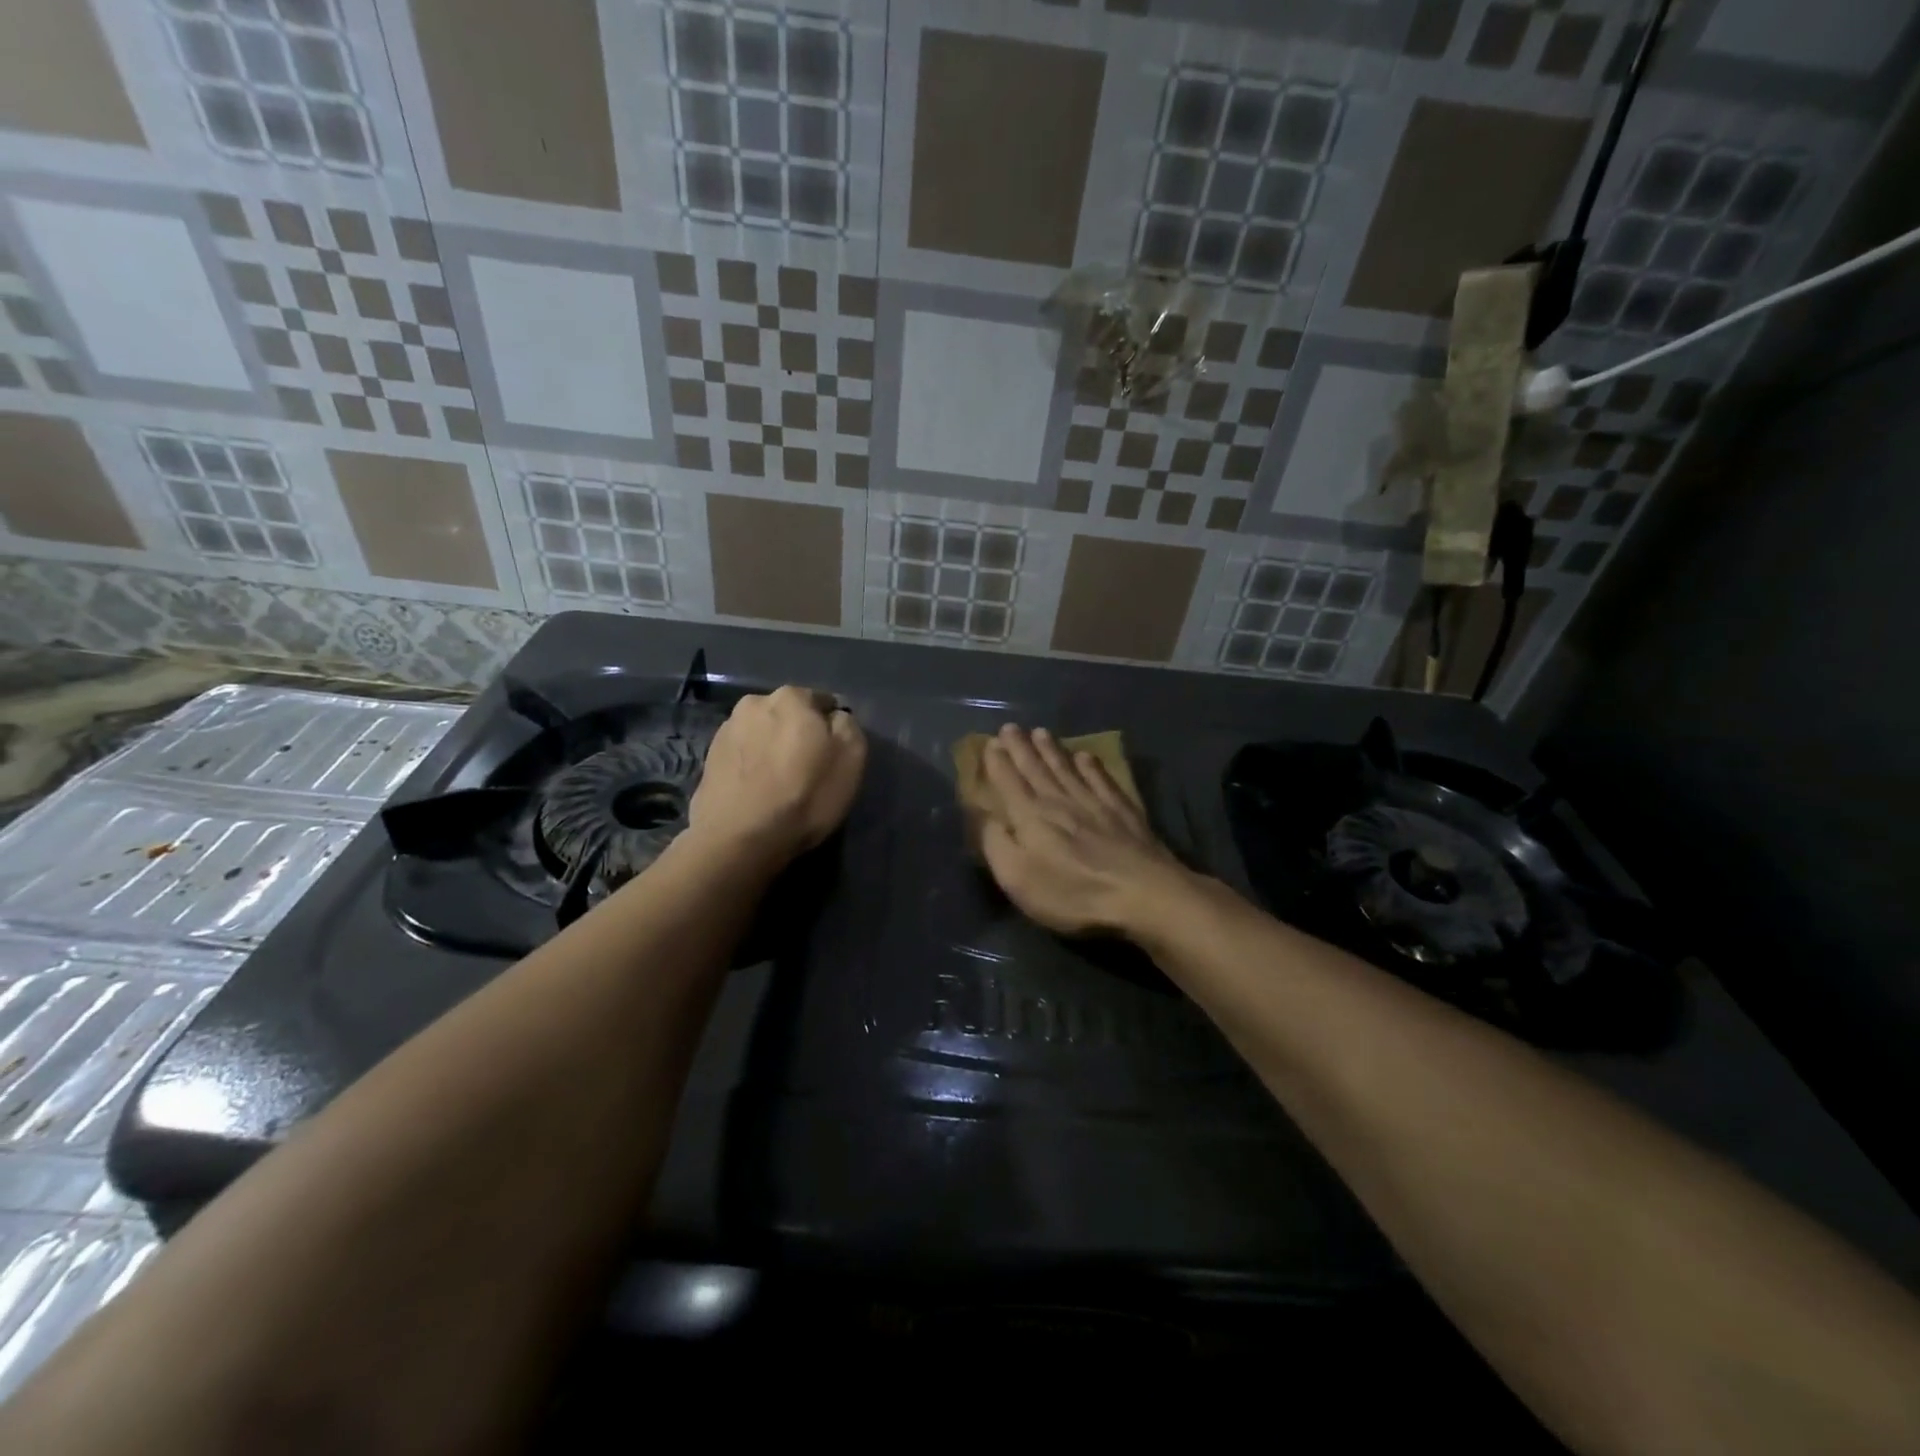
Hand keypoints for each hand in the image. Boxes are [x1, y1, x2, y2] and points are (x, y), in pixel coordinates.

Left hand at [689, 686, 865, 865]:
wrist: (738, 839)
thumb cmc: (804, 796)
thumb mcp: (851, 759)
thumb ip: (847, 726)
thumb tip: (834, 718)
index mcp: (791, 697)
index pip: (822, 702)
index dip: (831, 729)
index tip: (833, 755)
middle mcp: (754, 703)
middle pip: (788, 715)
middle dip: (798, 734)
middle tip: (807, 769)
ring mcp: (727, 730)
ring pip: (762, 734)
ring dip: (772, 749)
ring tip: (780, 783)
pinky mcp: (709, 758)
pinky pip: (743, 755)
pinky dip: (752, 766)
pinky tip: (758, 791)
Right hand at [978, 725, 1187, 936]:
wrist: (1142, 893)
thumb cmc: (1072, 893)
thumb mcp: (1018, 879)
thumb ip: (996, 844)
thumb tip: (982, 816)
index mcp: (1030, 816)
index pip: (1009, 782)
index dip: (998, 762)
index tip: (991, 742)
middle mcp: (1059, 800)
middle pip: (1036, 769)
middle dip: (1021, 747)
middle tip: (1011, 728)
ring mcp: (1094, 802)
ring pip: (1067, 768)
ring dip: (1052, 750)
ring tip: (1041, 733)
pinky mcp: (1122, 811)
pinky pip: (1101, 779)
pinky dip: (1091, 766)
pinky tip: (1086, 756)